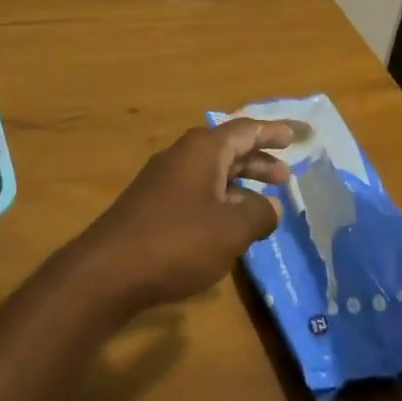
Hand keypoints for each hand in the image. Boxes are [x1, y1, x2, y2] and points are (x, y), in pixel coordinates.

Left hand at [74, 120, 293, 313]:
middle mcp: (182, 156)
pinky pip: (196, 191)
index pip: (244, 130)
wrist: (109, 270)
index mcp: (203, 150)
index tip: (292, 137)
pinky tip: (228, 225)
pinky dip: (219, 200)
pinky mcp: (152, 205)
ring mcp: (163, 180)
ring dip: (239, 183)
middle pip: (227, 149)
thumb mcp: (230, 230)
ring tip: (264, 202)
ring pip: (211, 172)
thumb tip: (270, 207)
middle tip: (284, 175)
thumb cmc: (177, 241)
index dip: (270, 132)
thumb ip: (258, 215)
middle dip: (257, 160)